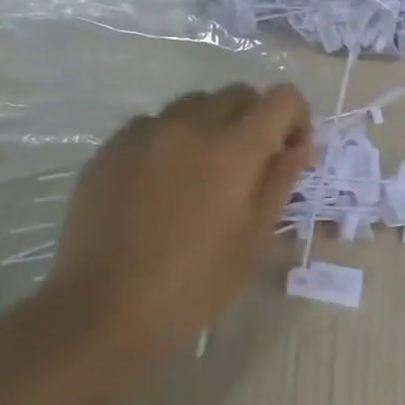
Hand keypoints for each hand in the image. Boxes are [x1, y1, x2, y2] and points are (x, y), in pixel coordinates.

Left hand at [47, 84, 312, 358]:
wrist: (106, 310)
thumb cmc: (197, 282)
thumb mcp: (255, 237)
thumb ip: (281, 180)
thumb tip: (299, 145)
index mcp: (234, 148)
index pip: (281, 98)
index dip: (295, 118)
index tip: (289, 151)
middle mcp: (189, 125)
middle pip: (236, 95)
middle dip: (255, 120)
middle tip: (251, 165)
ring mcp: (143, 133)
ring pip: (192, 106)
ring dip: (211, 127)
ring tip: (203, 175)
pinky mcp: (109, 149)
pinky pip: (152, 127)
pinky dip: (170, 142)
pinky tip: (162, 186)